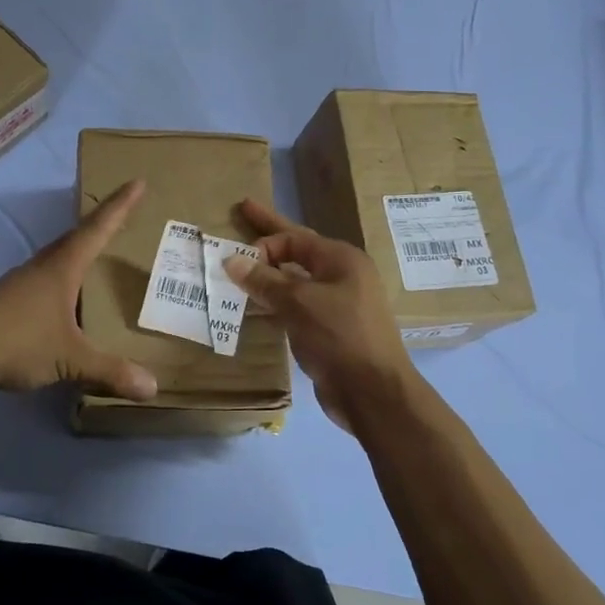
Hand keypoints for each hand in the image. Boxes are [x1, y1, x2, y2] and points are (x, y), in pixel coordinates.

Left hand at [0, 180, 157, 401]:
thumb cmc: (19, 342)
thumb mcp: (70, 359)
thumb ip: (110, 371)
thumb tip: (153, 388)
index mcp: (62, 269)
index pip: (97, 229)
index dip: (120, 206)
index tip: (137, 182)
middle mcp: (41, 268)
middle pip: (75, 238)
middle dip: (100, 225)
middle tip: (121, 216)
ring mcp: (20, 283)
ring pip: (56, 259)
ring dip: (78, 253)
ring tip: (97, 258)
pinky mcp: (6, 301)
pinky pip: (43, 279)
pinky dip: (61, 280)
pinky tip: (64, 301)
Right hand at [223, 199, 412, 430]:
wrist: (373, 393)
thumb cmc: (340, 337)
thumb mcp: (298, 303)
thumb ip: (264, 281)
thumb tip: (231, 260)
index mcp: (341, 260)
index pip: (295, 237)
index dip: (265, 243)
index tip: (238, 260)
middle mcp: (342, 276)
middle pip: (298, 250)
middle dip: (268, 236)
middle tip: (243, 211)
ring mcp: (338, 304)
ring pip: (296, 281)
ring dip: (269, 275)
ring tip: (241, 268)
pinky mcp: (331, 331)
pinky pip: (297, 307)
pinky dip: (276, 302)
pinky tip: (256, 307)